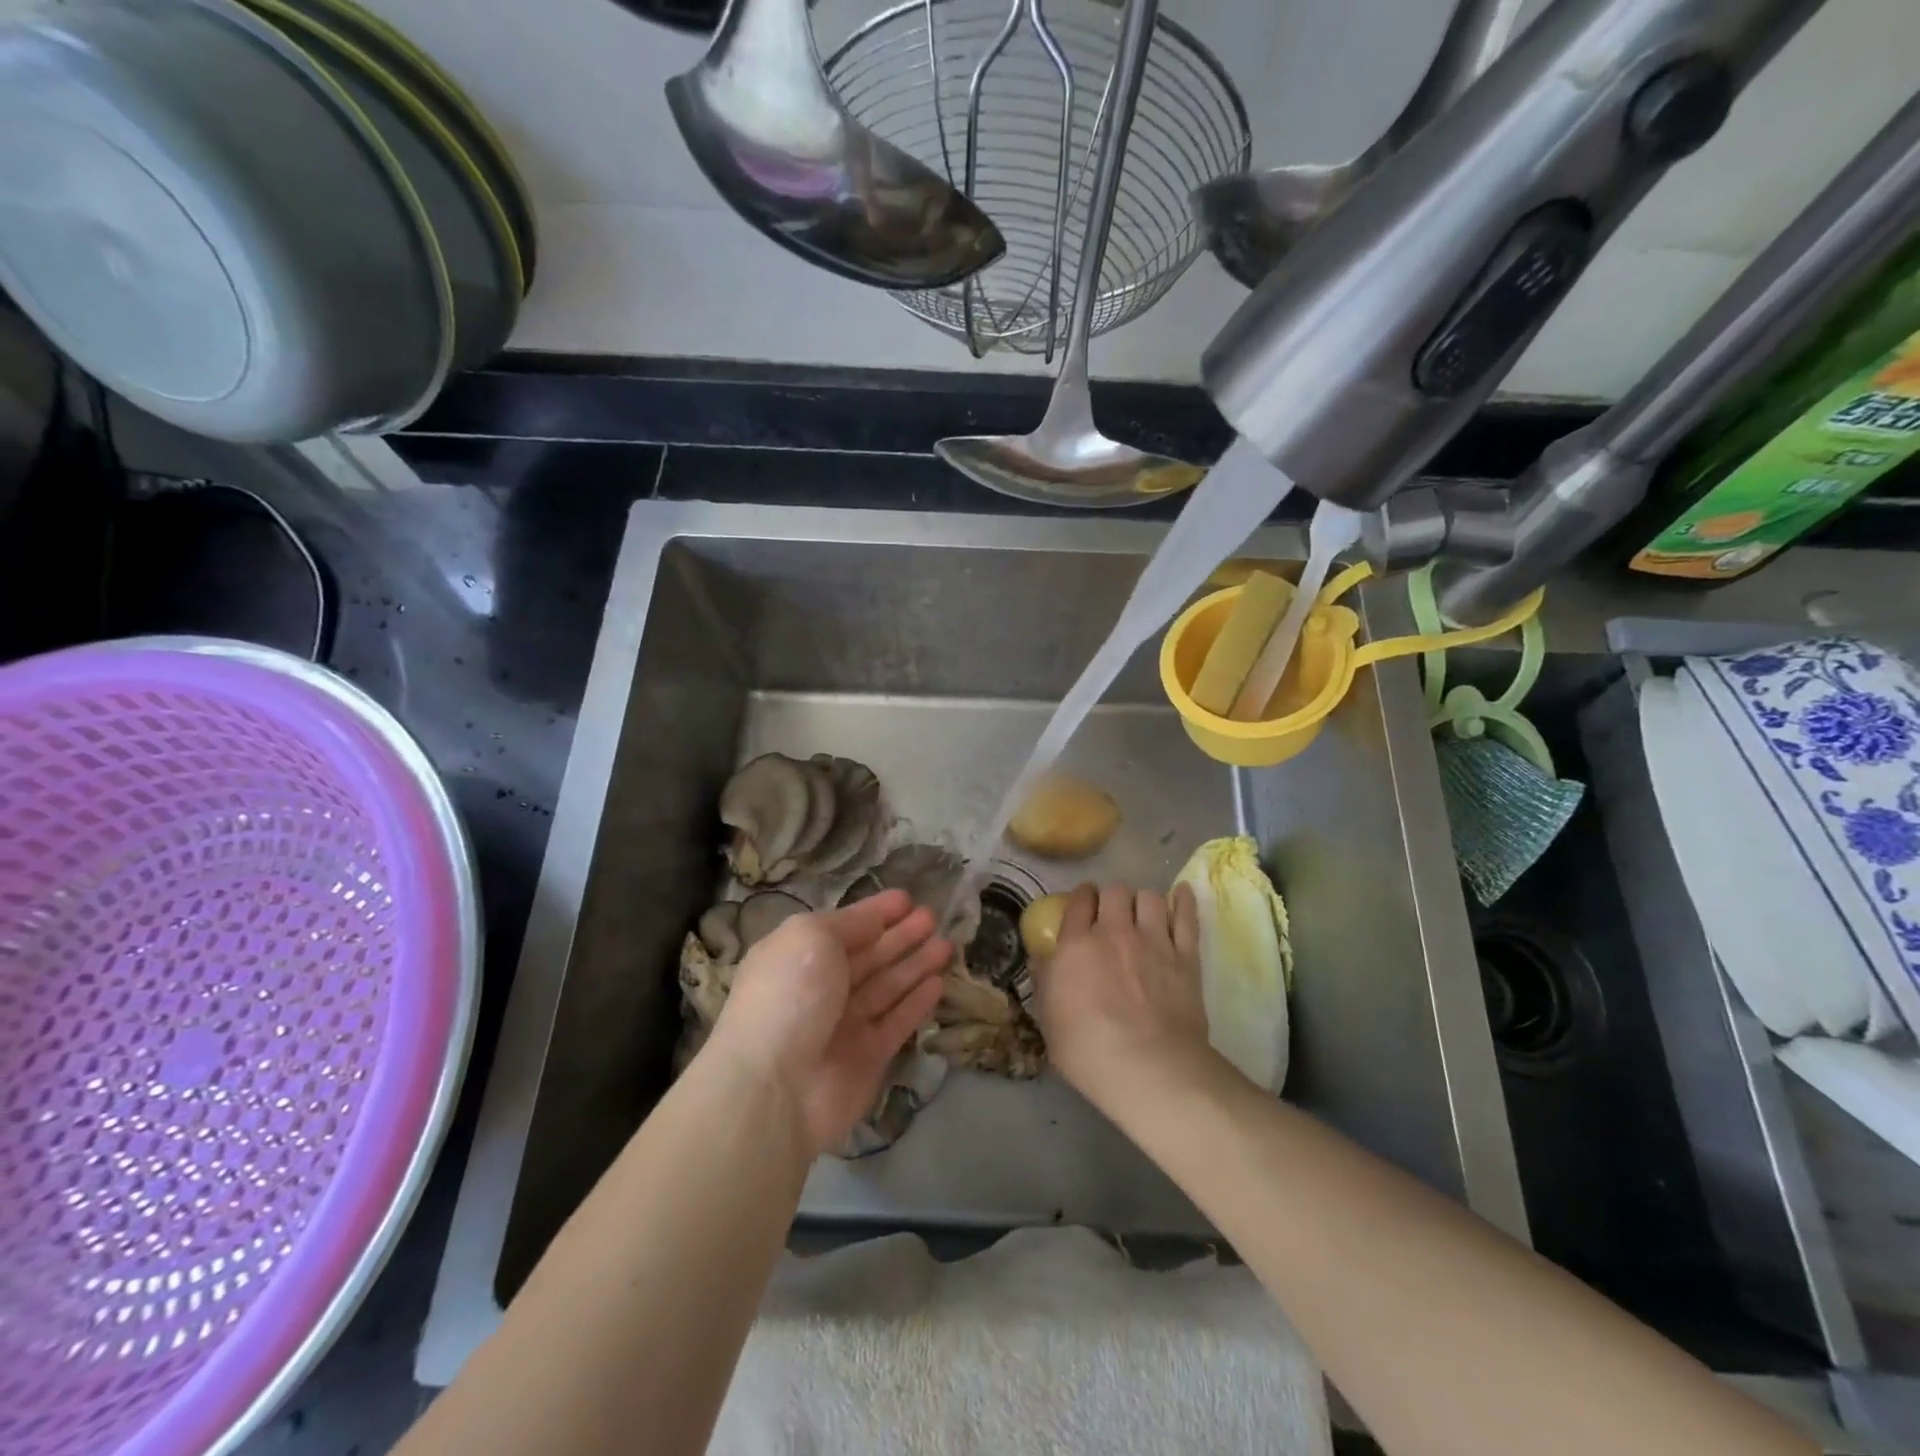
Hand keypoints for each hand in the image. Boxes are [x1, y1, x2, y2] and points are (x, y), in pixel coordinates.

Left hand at [710, 888, 949, 1155]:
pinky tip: (938, 982)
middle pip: (870, 955)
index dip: (875, 912)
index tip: (907, 898)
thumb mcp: (811, 936)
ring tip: (947, 944)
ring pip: (888, 986)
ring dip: (916, 964)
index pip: (845, 927)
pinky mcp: (869, 1056)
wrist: (775, 1087)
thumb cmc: (789, 995)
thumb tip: (874, 921)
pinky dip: (917, 1002)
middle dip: (901, 935)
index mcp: (799, 955)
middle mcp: (822, 988)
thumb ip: (849, 924)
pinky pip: (898, 1021)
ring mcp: (846, 1024)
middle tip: (934, 917)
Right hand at [1031, 881, 1214, 1107]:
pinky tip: (1180, 893)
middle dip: (1110, 897)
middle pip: (1114, 891)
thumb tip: (1041, 958)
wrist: (1149, 1068)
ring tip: (1142, 913)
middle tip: (1111, 913)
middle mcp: (1115, 932)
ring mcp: (1154, 940)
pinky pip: (1186, 916)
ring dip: (1142, 901)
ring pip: (1149, 897)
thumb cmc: (1088, 1050)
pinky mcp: (1185, 956)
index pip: (1078, 902)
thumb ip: (1045, 980)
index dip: (1080, 898)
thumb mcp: (1048, 1019)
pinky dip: (1183, 901)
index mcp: (1077, 944)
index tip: (1082, 904)